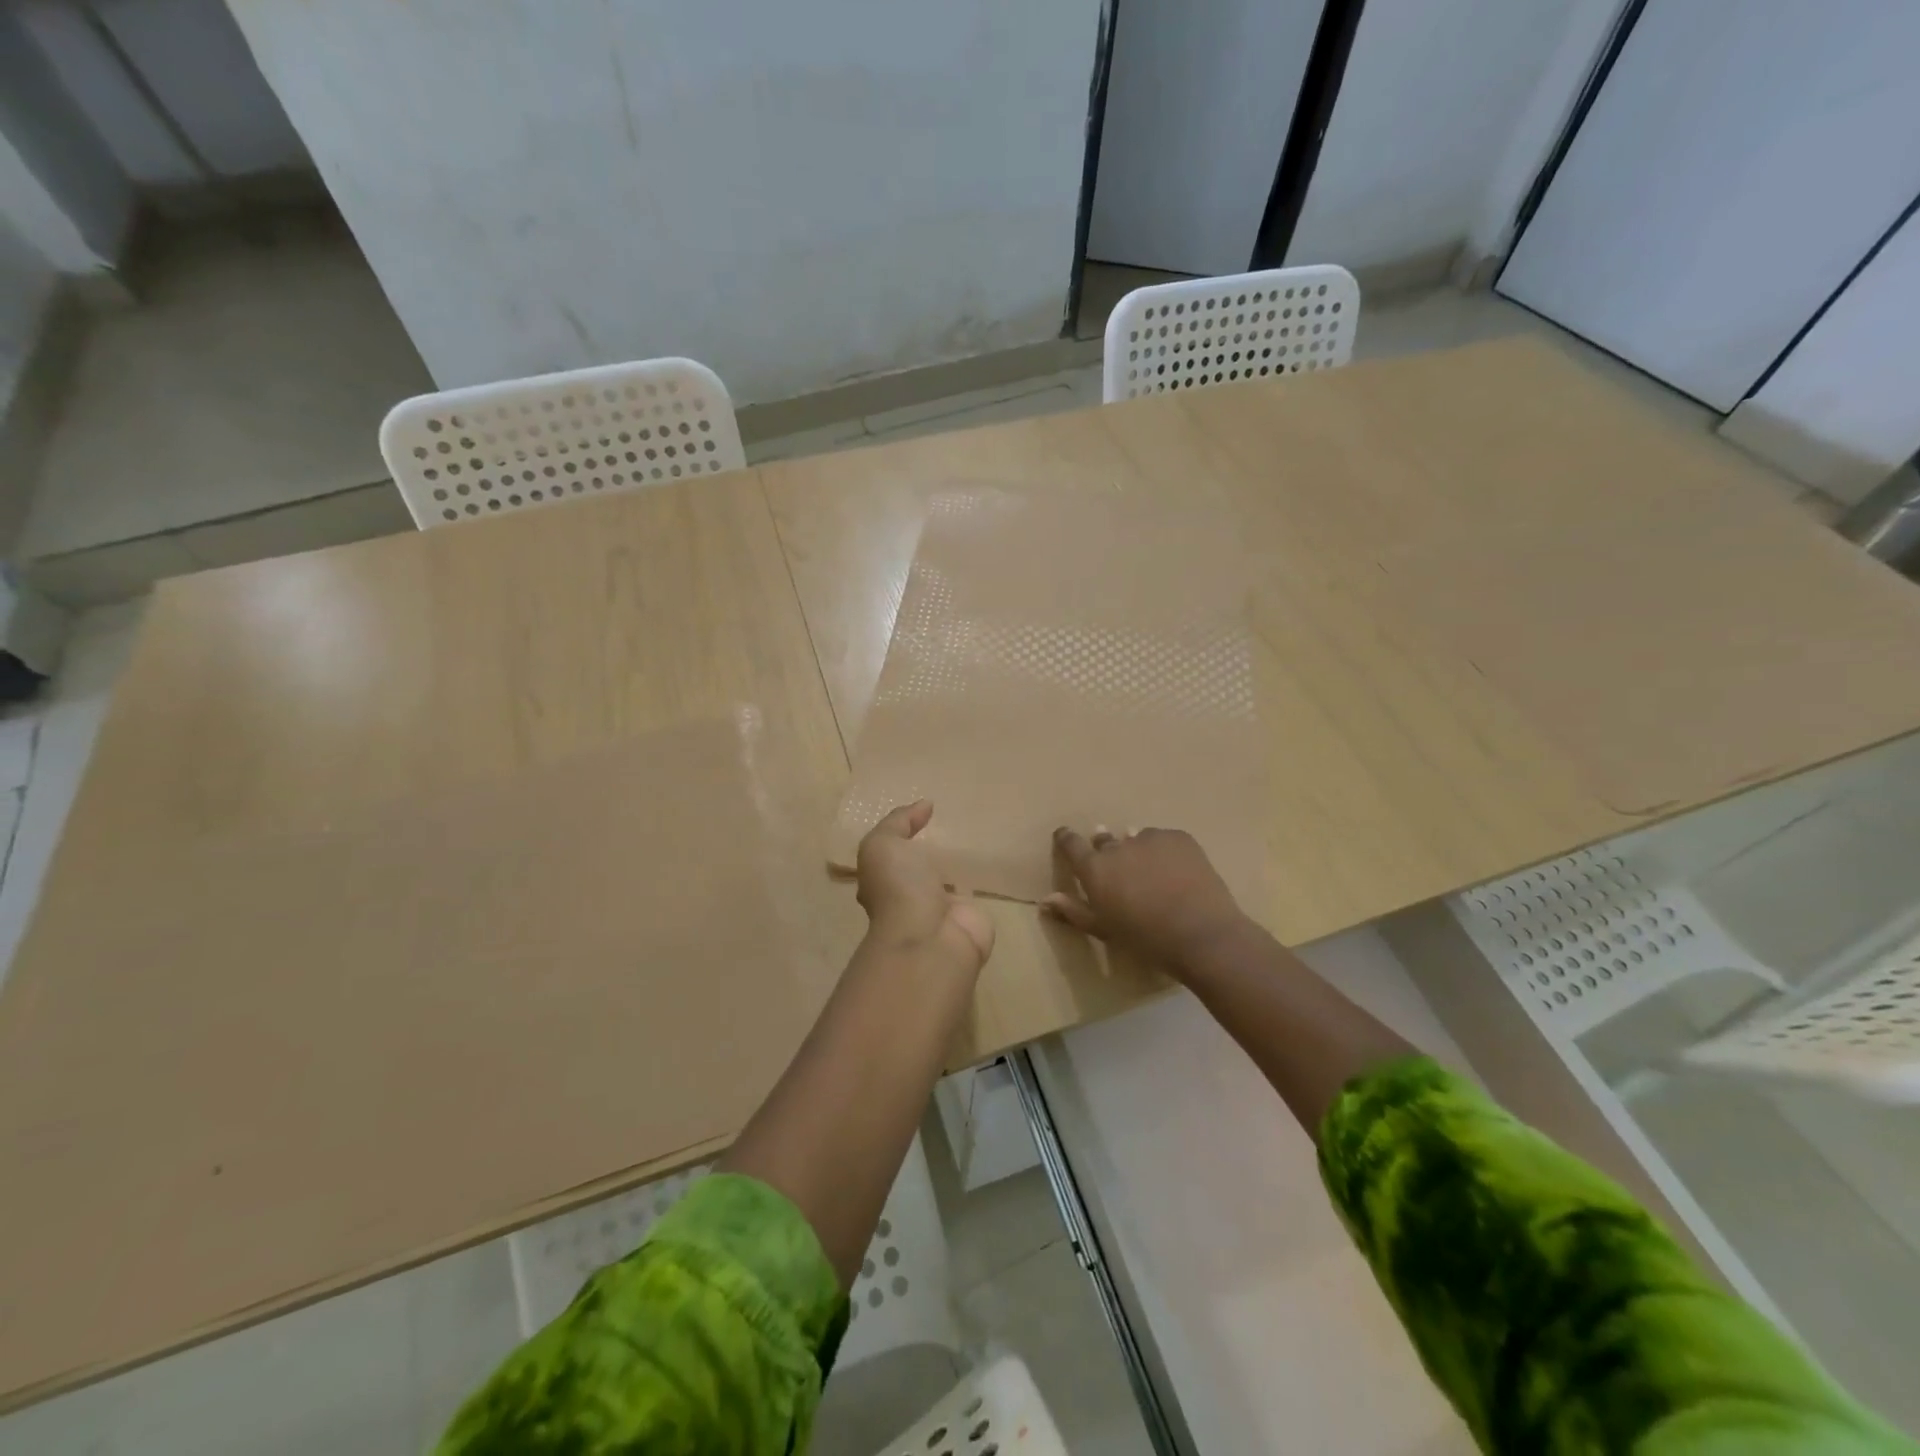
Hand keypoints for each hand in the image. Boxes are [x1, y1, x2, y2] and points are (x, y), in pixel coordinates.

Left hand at [856, 801, 994, 969]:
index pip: (892, 856)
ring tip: (976, 836)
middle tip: (954, 823)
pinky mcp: (969, 919)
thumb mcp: (884, 844)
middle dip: (932, 852)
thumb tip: (924, 805)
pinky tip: (993, 860)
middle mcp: (910, 897)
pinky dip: (982, 880)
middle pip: (921, 869)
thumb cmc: (900, 888)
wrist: (932, 938)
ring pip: (949, 882)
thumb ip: (899, 821)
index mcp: (884, 881)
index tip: (926, 813)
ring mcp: (941, 911)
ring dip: (958, 866)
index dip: (903, 835)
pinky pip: (975, 893)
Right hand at [1045, 826, 1253, 973]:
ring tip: (1151, 873)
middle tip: (1118, 870)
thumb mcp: (1104, 930)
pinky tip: (1176, 872)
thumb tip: (1045, 900)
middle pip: (1105, 841)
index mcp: (1095, 868)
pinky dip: (1164, 851)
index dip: (1066, 839)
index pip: (1071, 844)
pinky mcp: (1178, 837)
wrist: (1201, 934)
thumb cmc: (1145, 938)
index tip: (1064, 837)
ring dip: (1137, 851)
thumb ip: (1073, 911)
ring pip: (1136, 839)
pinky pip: (1164, 840)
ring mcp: (1149, 838)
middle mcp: (1118, 846)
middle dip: (1106, 851)